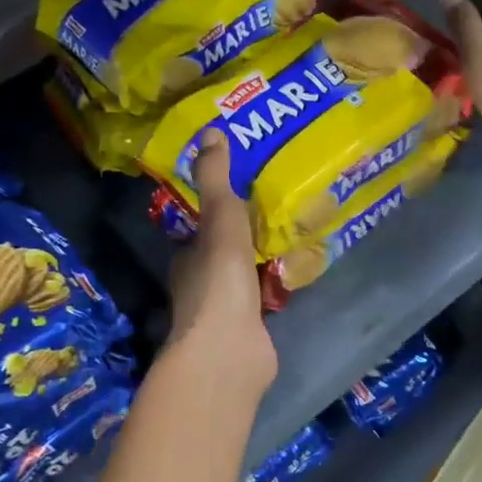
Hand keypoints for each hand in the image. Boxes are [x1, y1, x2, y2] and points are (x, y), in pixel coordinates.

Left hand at [166, 132, 275, 394]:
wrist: (230, 350)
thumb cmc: (220, 282)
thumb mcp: (220, 221)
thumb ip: (216, 180)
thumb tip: (211, 132)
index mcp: (187, 258)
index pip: (198, 230)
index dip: (216, 212)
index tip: (242, 193)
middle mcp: (199, 284)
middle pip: (222, 253)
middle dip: (243, 236)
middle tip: (276, 210)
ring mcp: (223, 311)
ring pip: (242, 277)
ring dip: (260, 262)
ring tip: (292, 236)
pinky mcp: (248, 331)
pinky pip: (262, 299)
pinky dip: (274, 286)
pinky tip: (294, 275)